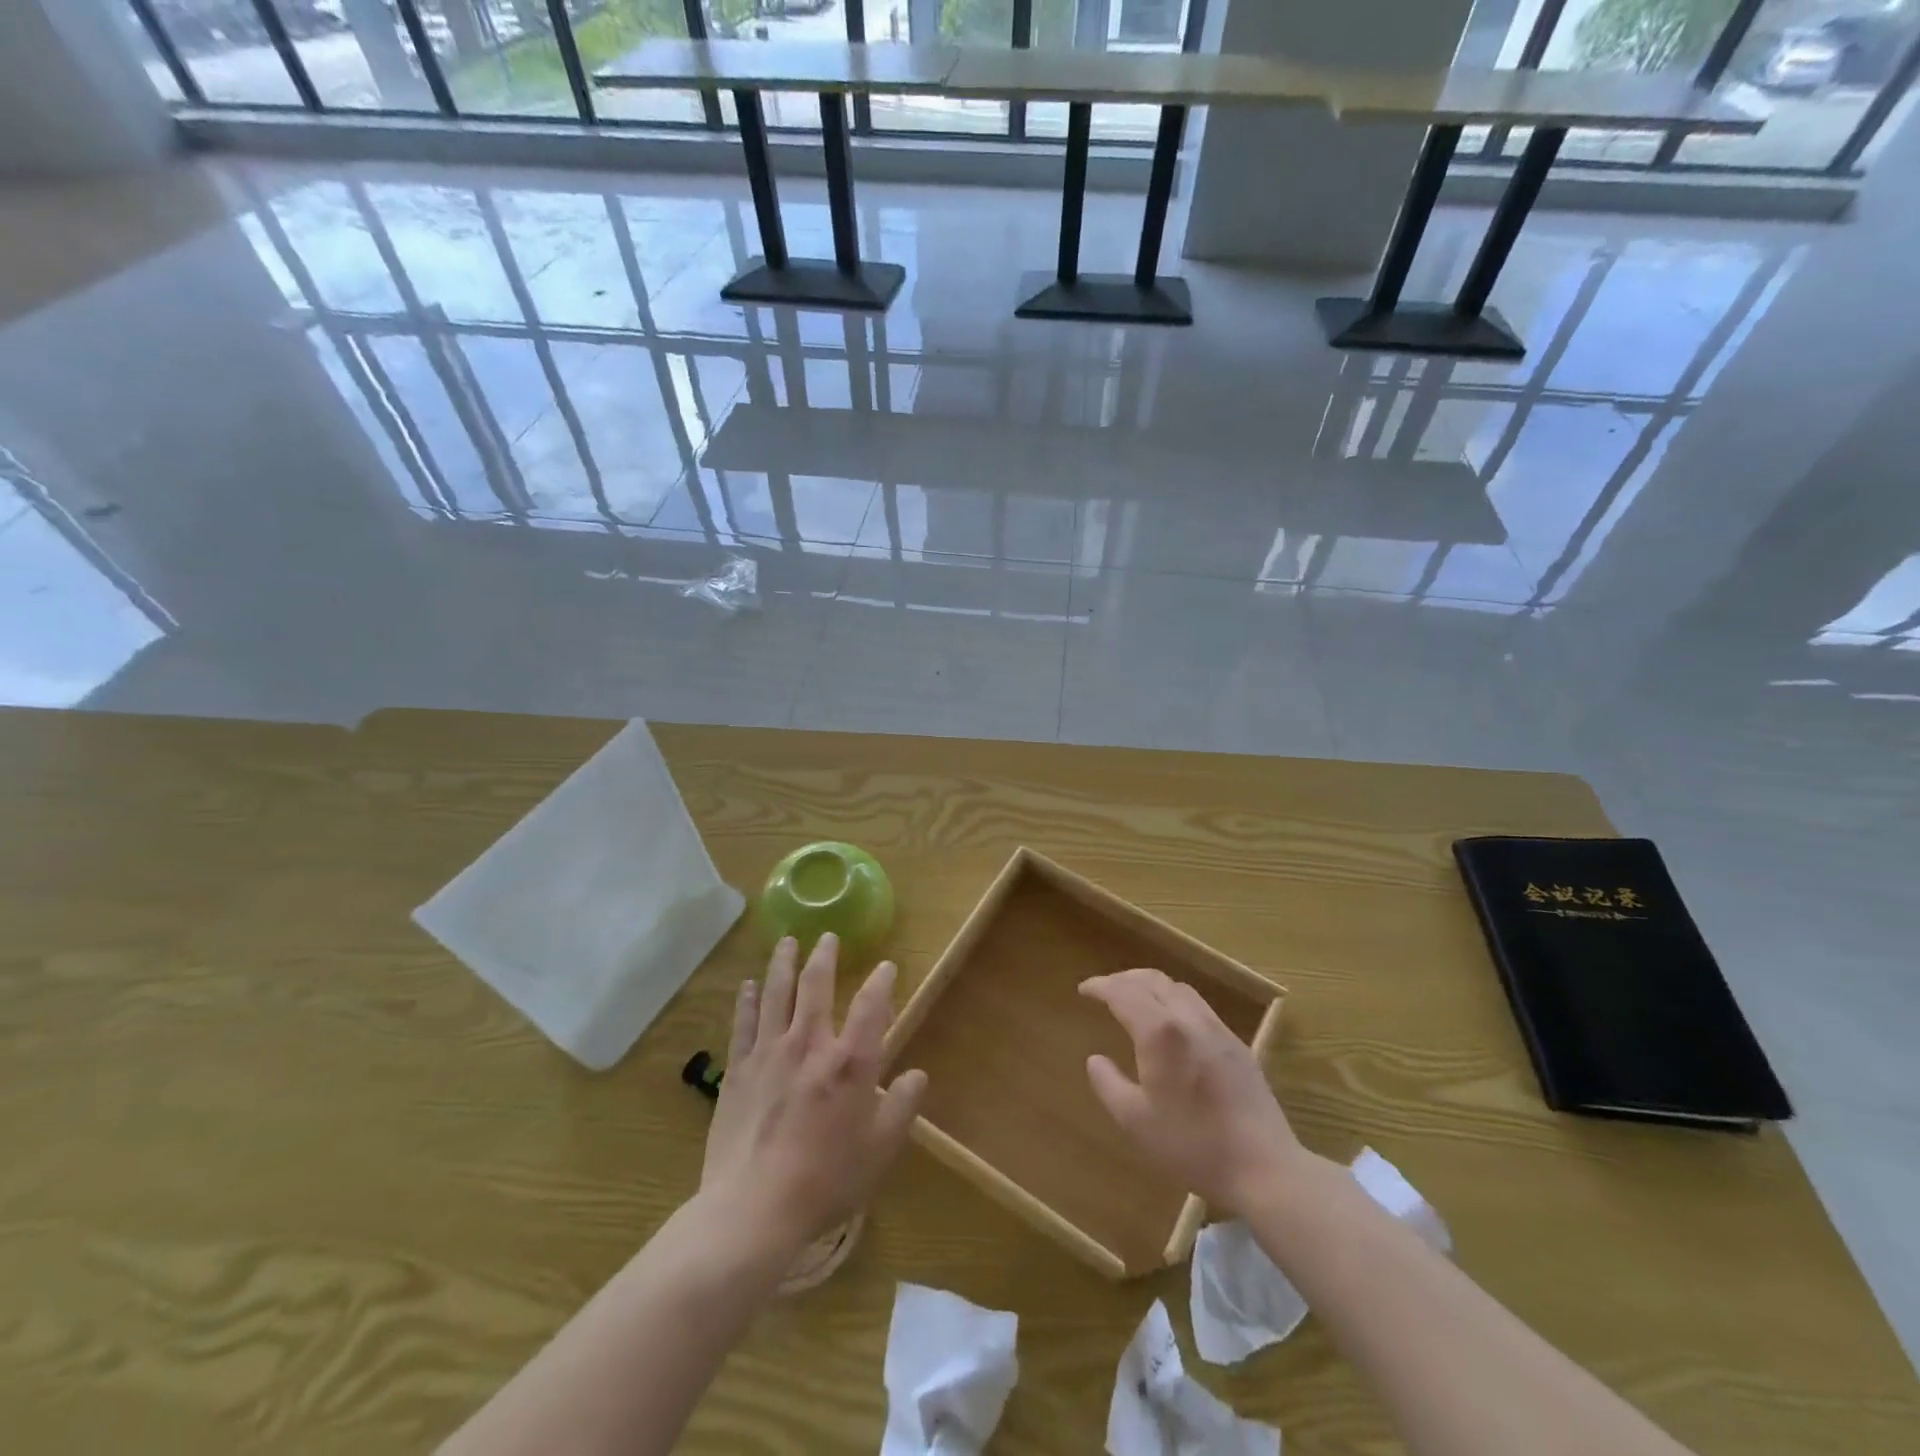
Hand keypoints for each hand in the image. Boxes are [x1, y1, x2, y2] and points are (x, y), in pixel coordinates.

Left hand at [699, 934, 927, 1259]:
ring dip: (783, 963)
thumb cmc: (825, 1181)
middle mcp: (810, 1045)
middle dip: (824, 956)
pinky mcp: (738, 1070)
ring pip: (776, 993)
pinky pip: (743, 1024)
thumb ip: (902, 1107)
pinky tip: (748, 984)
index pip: (871, 1006)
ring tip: (787, 941)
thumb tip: (917, 1075)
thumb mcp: (879, 1151)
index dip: (881, 982)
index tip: (886, 966)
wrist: (752, 1209)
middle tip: (827, 936)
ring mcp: (769, 1053)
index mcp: (850, 1063)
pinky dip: (747, 1000)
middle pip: (816, 985)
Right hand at [1081, 967, 1301, 1216]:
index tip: (1084, 990)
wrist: (1264, 1166)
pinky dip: (1174, 1000)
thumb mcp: (1136, 1122)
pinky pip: (1198, 1005)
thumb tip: (1095, 1060)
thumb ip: (1109, 1085)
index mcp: (1160, 1032)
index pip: (1123, 992)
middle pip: (1152, 980)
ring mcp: (1217, 1028)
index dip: (1101, 986)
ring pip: (1178, 988)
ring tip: (1135, 999)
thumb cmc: (1193, 1145)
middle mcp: (1188, 1018)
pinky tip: (1171, 1022)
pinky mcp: (1236, 1044)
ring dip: (1150, 985)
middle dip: (1124, 978)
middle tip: (1105, 989)